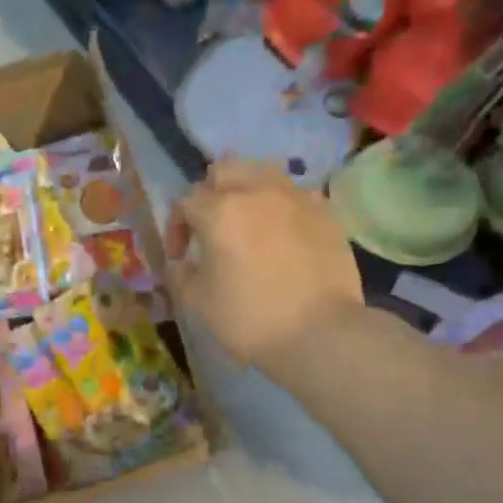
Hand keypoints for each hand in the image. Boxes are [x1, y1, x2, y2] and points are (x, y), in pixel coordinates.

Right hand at [165, 160, 363, 371]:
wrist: (319, 332)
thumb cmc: (250, 318)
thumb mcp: (199, 302)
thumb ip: (181, 274)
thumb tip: (182, 262)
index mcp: (219, 212)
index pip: (186, 202)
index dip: (177, 227)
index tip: (181, 256)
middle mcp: (256, 191)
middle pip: (225, 170)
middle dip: (211, 194)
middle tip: (212, 228)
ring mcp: (295, 197)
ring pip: (263, 173)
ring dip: (248, 191)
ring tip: (249, 223)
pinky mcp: (325, 211)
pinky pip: (295, 194)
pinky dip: (281, 206)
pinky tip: (283, 234)